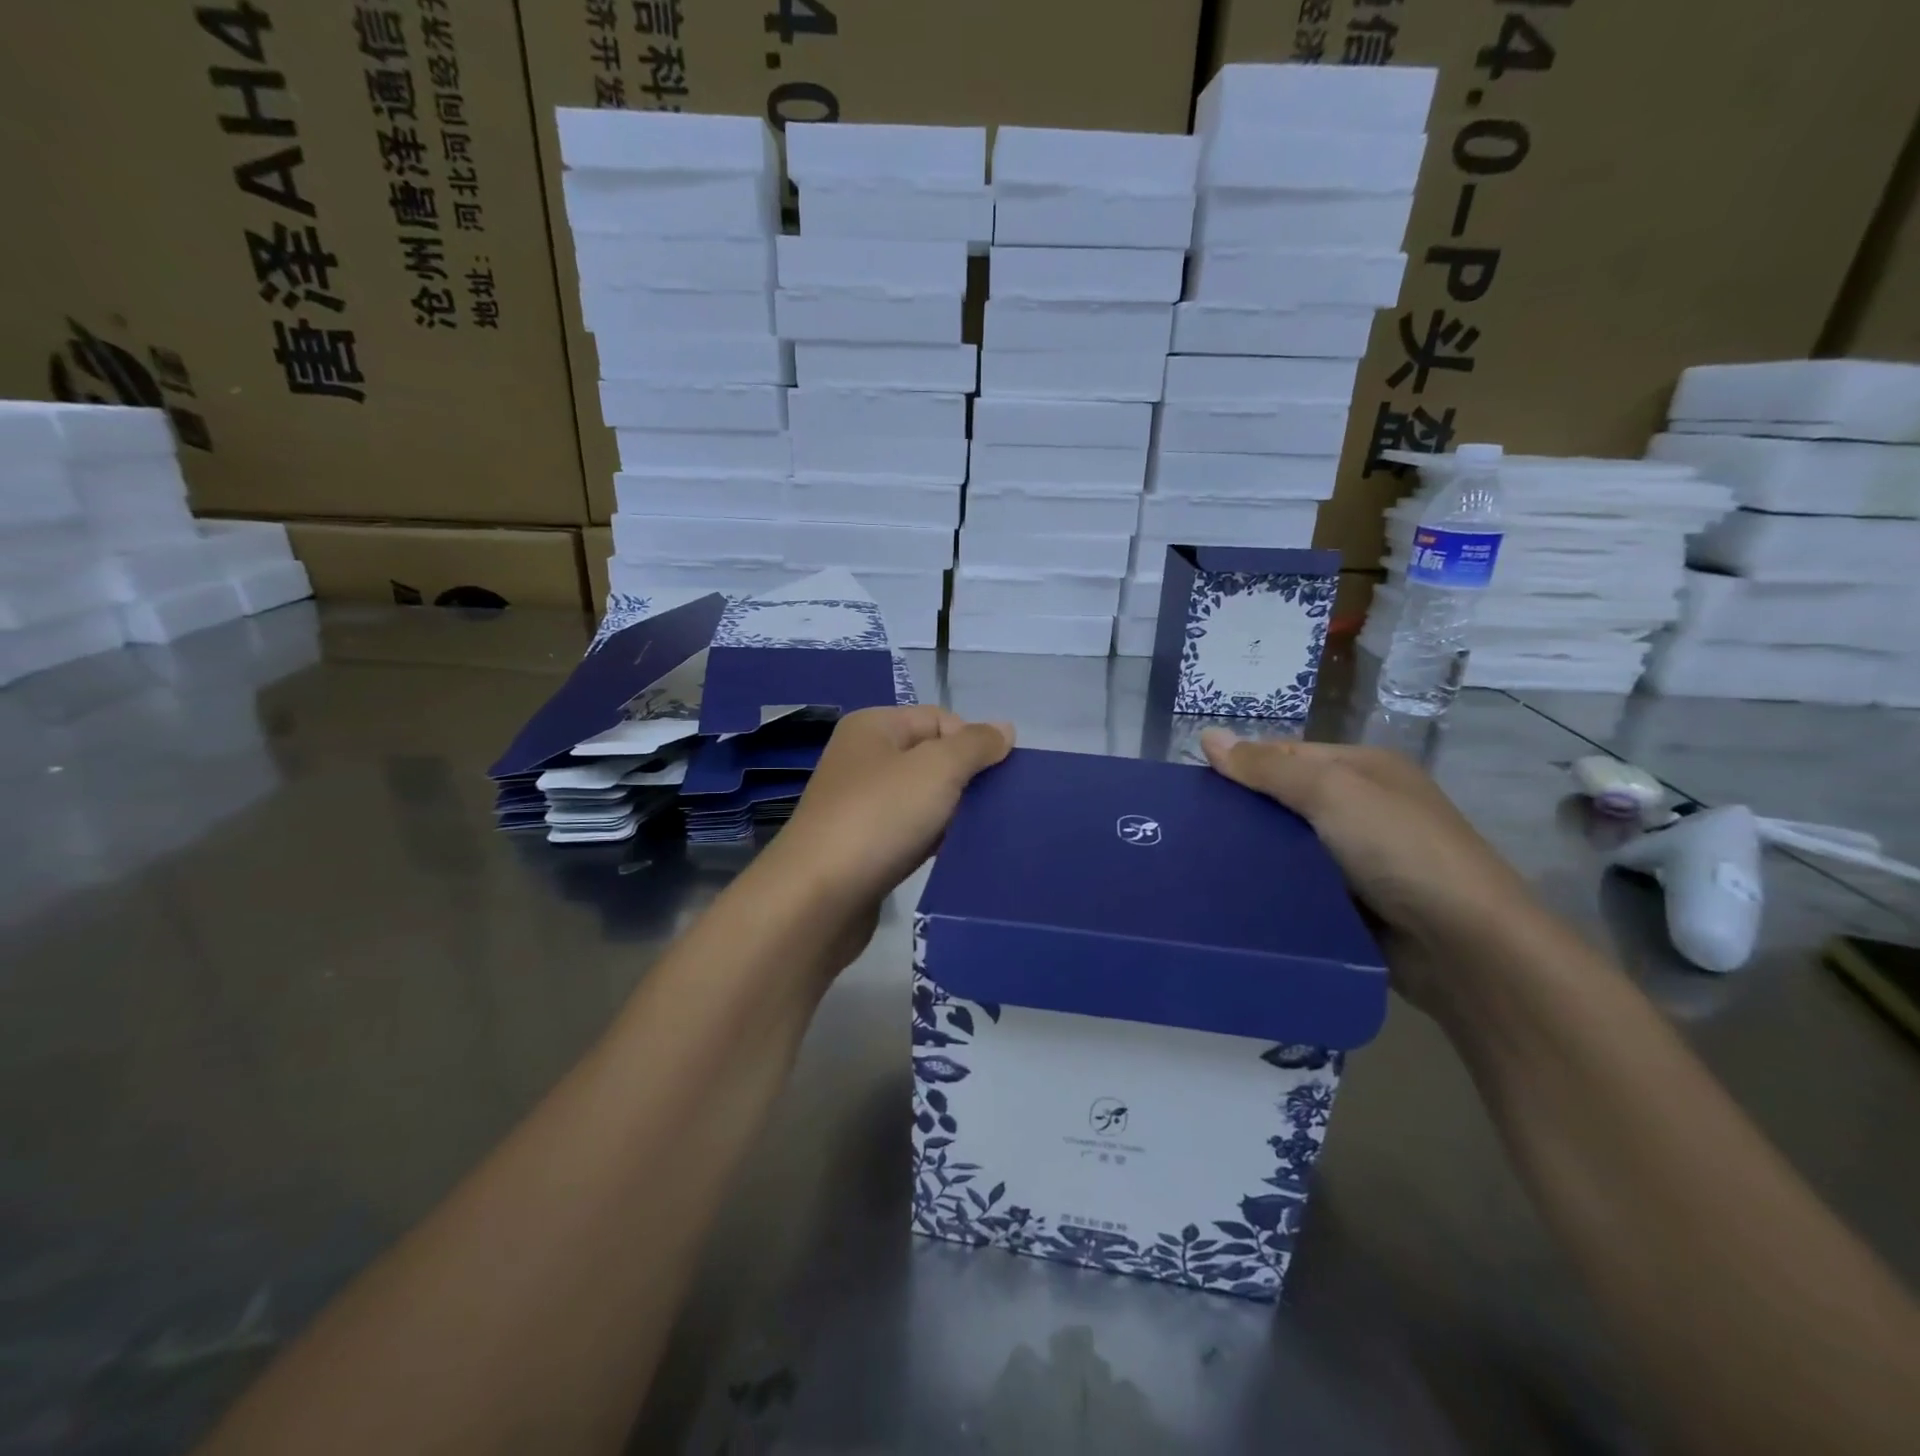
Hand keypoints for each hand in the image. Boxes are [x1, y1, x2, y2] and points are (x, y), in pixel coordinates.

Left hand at [759, 707, 1013, 958]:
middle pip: (931, 758)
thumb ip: (975, 745)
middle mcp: (863, 759)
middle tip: (994, 808)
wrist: (818, 898)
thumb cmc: (879, 818)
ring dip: (951, 813)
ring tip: (978, 833)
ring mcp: (859, 804)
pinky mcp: (862, 846)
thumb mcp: (937, 769)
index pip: (940, 719)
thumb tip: (1005, 728)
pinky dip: (932, 840)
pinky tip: (950, 855)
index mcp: (874, 727)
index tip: (996, 779)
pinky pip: (908, 832)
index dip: (972, 743)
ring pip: (922, 798)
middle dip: (965, 780)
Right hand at [1200, 729, 1546, 1012]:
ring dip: (1255, 855)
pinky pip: (1300, 886)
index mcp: (1364, 769)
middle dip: (1244, 814)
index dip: (1242, 766)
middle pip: (1286, 801)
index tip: (1192, 790)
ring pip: (1290, 848)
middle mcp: (1364, 808)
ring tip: (1198, 864)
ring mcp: (1362, 859)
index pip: (1286, 755)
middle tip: (1187, 831)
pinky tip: (1236, 896)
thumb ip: (1267, 767)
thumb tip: (1207, 735)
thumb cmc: (1398, 849)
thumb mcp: (1331, 792)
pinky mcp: (1356, 903)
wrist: (1465, 946)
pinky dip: (1274, 889)